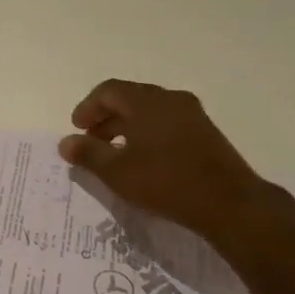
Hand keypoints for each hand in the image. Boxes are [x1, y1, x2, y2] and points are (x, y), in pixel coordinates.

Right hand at [58, 79, 287, 246]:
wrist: (229, 202)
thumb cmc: (166, 182)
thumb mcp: (118, 172)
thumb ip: (88, 154)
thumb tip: (65, 142)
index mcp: (146, 101)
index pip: (108, 91)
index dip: (88, 108)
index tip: (76, 129)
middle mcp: (170, 99)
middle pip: (129, 98)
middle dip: (106, 117)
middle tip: (92, 142)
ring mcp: (192, 114)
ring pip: (149, 111)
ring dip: (127, 126)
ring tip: (116, 153)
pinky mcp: (206, 132)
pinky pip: (167, 122)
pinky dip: (148, 133)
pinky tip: (145, 159)